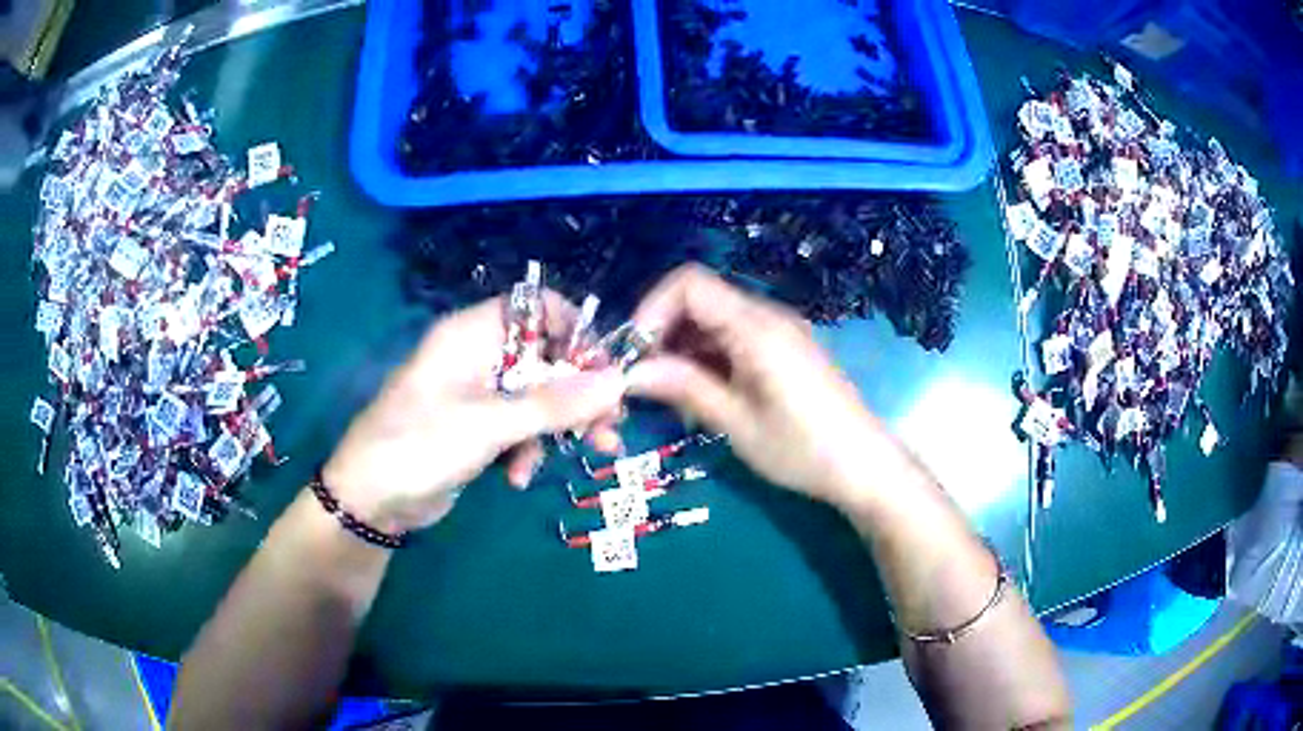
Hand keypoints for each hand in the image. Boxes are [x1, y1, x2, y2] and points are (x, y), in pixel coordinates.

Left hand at [322, 294, 625, 533]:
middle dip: (578, 393)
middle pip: (545, 358)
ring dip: (560, 427)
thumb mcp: (488, 425)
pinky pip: (519, 428)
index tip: (604, 369)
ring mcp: (477, 395)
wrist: (370, 501)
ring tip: (591, 454)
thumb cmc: (419, 446)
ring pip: (537, 398)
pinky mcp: (477, 429)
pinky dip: (528, 450)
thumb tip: (618, 381)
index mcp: (471, 335)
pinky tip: (519, 478)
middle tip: (610, 423)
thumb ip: (553, 404)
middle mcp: (477, 356)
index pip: (536, 308)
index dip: (573, 332)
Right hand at [627, 265, 909, 508]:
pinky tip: (702, 395)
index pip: (688, 284)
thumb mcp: (737, 423)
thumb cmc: (803, 449)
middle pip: (698, 300)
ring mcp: (778, 331)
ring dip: (683, 349)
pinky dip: (707, 358)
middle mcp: (766, 316)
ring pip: (713, 321)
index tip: (633, 355)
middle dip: (662, 334)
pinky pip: (733, 338)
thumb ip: (684, 388)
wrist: (865, 466)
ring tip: (670, 397)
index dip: (651, 310)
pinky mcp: (784, 349)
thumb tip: (631, 372)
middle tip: (643, 382)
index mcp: (756, 327)